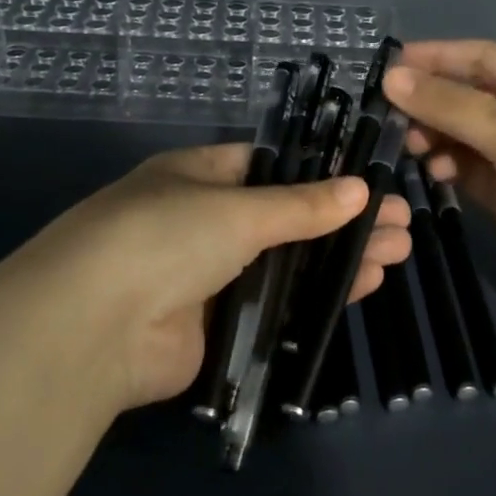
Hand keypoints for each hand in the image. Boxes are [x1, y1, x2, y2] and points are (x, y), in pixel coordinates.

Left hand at [17, 142, 411, 410]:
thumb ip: (301, 205)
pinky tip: (365, 286)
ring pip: (289, 262)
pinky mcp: (219, 325)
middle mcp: (204, 221)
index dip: (319, 171)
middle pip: (287, 216)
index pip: (269, 166)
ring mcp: (211, 275)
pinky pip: (279, 304)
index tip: (368, 178)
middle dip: (343, 218)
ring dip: (340, 257)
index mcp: (198, 177)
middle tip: (401, 221)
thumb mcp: (236, 210)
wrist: (94, 329)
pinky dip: (319, 296)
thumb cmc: (163, 237)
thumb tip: (359, 189)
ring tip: (398, 251)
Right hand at [383, 40, 495, 316]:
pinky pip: (470, 170)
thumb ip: (448, 105)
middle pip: (468, 97)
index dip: (434, 58)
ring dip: (435, 136)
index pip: (479, 57)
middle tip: (388, 116)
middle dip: (430, 103)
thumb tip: (391, 77)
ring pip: (464, 136)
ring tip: (409, 146)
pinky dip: (449, 167)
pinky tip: (434, 171)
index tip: (386, 66)